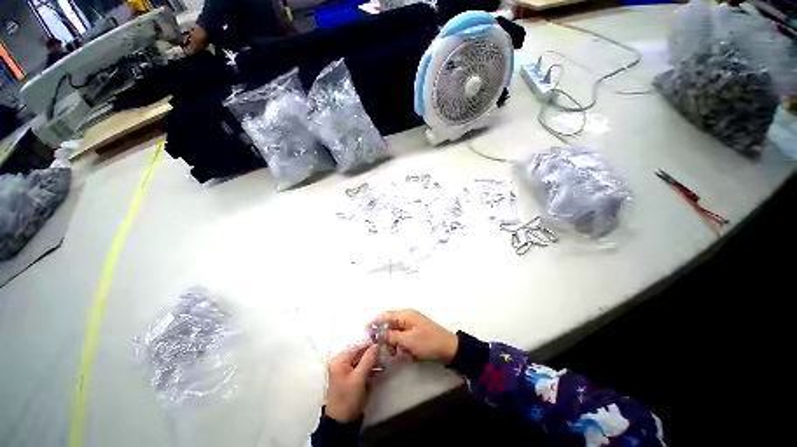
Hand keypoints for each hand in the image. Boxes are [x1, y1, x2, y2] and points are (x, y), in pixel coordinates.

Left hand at [325, 344, 378, 422]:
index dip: (368, 345)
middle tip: (384, 353)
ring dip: (372, 361)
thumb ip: (368, 359)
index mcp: (339, 360)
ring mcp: (347, 371)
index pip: (356, 347)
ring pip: (362, 360)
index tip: (381, 343)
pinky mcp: (352, 378)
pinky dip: (370, 368)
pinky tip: (380, 369)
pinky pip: (362, 368)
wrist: (342, 422)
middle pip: (359, 353)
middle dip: (371, 353)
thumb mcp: (359, 378)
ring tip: (383, 362)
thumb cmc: (348, 397)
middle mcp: (342, 363)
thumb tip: (376, 345)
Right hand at [373, 309, 457, 363]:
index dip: (374, 323)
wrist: (449, 349)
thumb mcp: (407, 341)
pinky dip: (404, 346)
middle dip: (387, 338)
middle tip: (388, 351)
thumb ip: (391, 336)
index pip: (385, 316)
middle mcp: (407, 317)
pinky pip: (404, 339)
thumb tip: (377, 334)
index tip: (365, 333)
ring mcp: (412, 325)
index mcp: (405, 315)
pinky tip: (409, 355)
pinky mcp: (416, 333)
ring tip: (401, 354)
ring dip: (396, 344)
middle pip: (390, 325)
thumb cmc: (428, 342)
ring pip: (396, 334)